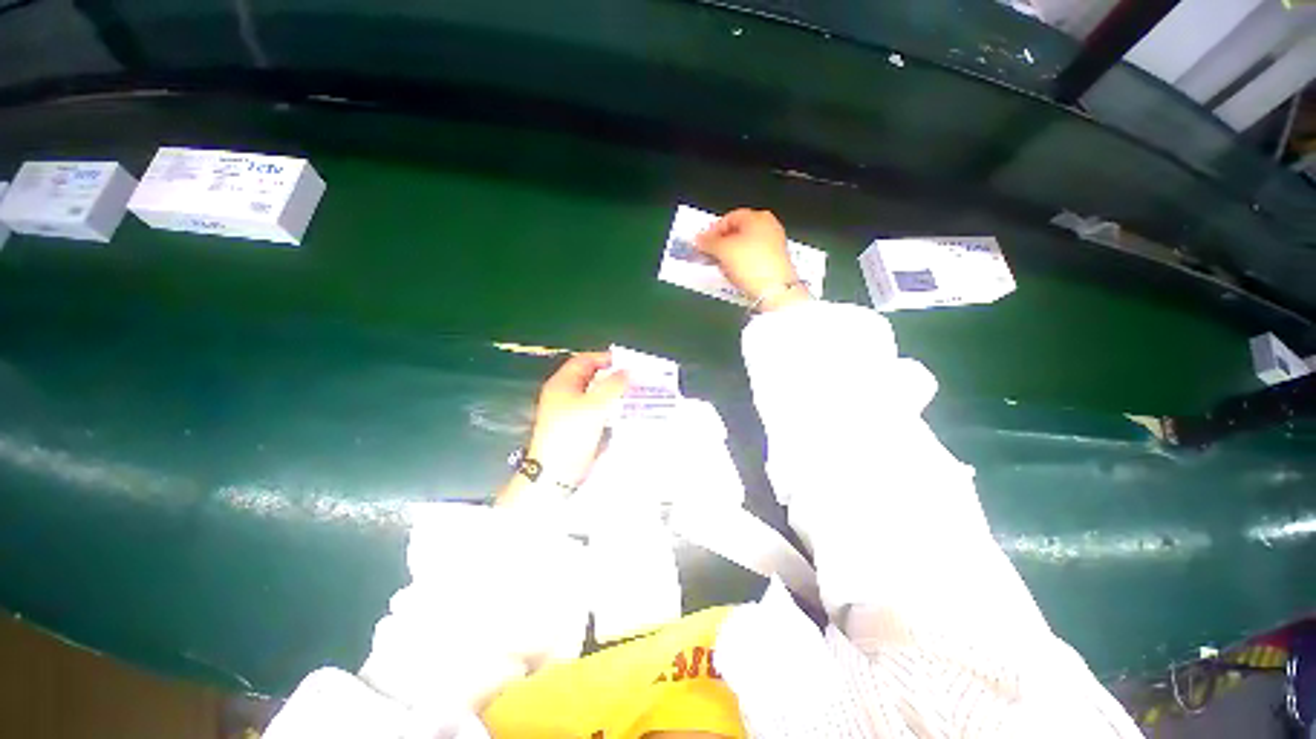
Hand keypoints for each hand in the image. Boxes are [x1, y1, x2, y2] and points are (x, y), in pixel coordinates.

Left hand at [498, 352, 628, 505]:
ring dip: (613, 393)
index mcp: (562, 383)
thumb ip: (614, 385)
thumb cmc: (572, 432)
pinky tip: (625, 411)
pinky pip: (596, 411)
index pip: (584, 360)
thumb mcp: (596, 405)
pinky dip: (610, 408)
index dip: (604, 358)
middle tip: (633, 378)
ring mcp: (570, 411)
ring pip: (595, 395)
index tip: (626, 362)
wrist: (557, 471)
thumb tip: (628, 371)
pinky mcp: (577, 427)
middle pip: (590, 377)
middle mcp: (564, 394)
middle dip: (612, 376)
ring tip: (634, 393)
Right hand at [696, 208, 810, 311]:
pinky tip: (736, 274)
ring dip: (731, 255)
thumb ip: (708, 242)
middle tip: (711, 255)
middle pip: (738, 231)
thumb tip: (698, 238)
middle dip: (722, 243)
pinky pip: (754, 257)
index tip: (703, 244)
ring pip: (745, 245)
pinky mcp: (776, 260)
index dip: (713, 230)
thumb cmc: (750, 264)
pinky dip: (742, 263)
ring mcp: (775, 243)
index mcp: (757, 217)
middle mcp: (769, 226)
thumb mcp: (722, 250)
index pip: (729, 217)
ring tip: (722, 267)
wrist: (775, 290)